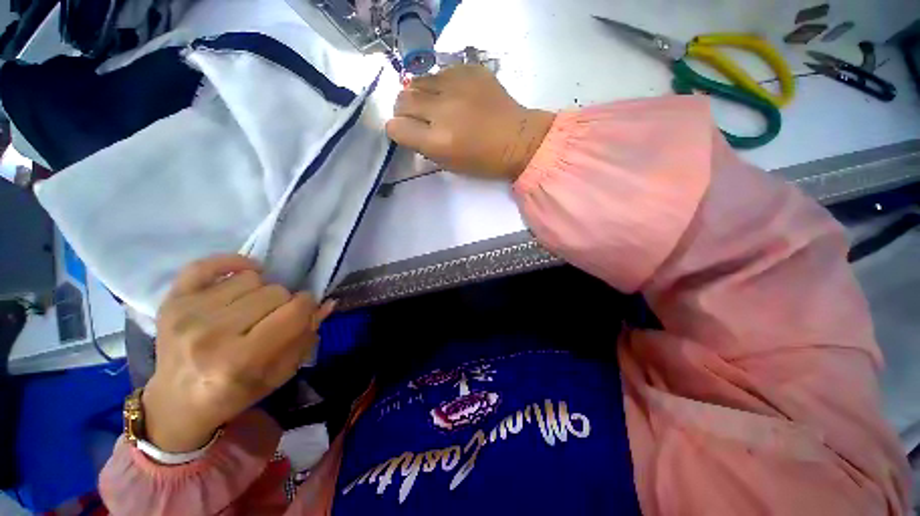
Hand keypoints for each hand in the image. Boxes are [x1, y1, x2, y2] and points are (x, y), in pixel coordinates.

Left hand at [142, 255, 335, 452]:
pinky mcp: (171, 300)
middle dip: (284, 302)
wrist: (178, 402)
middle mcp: (211, 335)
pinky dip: (232, 264)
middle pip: (275, 291)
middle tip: (274, 316)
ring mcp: (187, 314)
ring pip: (251, 278)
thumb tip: (327, 303)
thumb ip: (306, 336)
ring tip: (252, 308)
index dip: (308, 306)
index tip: (305, 311)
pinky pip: (208, 264)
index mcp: (240, 361)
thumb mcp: (280, 373)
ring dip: (260, 291)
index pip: (294, 311)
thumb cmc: (235, 392)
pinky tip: (243, 274)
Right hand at [387, 65, 555, 180]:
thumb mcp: (450, 164)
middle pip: (402, 100)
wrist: (518, 140)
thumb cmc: (484, 161)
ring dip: (420, 95)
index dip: (397, 131)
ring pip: (417, 81)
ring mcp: (457, 86)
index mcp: (439, 142)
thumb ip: (424, 147)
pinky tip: (454, 95)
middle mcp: (443, 111)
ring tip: (434, 105)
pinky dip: (440, 85)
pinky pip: (440, 72)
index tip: (405, 132)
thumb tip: (407, 129)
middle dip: (404, 111)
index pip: (396, 128)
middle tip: (417, 118)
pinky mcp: (470, 70)